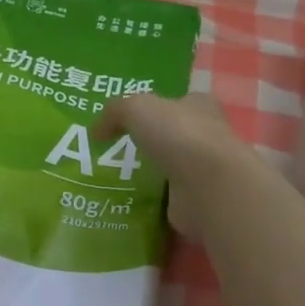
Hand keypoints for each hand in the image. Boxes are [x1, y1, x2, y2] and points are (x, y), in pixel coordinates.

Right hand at [94, 93, 245, 237]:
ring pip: (172, 169)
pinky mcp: (199, 202)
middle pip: (175, 137)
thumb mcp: (136, 108)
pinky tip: (130, 203)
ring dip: (151, 175)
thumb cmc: (178, 135)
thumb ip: (114, 113)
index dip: (156, 109)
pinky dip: (154, 202)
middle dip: (152, 144)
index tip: (129, 122)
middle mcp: (208, 136)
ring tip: (116, 180)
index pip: (178, 102)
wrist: (208, 186)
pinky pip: (170, 199)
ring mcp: (205, 172)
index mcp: (200, 106)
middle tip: (116, 152)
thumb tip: (96, 133)